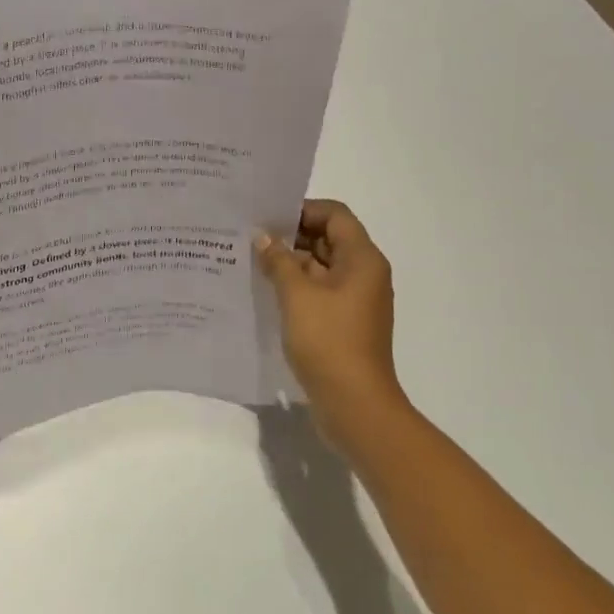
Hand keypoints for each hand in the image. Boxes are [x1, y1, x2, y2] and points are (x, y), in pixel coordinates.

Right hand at [255, 200, 409, 427]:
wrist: (354, 403)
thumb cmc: (329, 341)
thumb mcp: (297, 295)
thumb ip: (278, 260)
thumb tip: (262, 237)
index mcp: (362, 259)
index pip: (334, 215)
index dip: (302, 210)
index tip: (266, 217)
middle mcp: (363, 274)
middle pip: (328, 239)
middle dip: (291, 236)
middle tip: (250, 237)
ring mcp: (354, 300)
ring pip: (320, 268)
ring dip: (289, 263)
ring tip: (249, 262)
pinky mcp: (343, 323)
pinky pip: (318, 292)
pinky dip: (295, 287)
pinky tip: (264, 291)